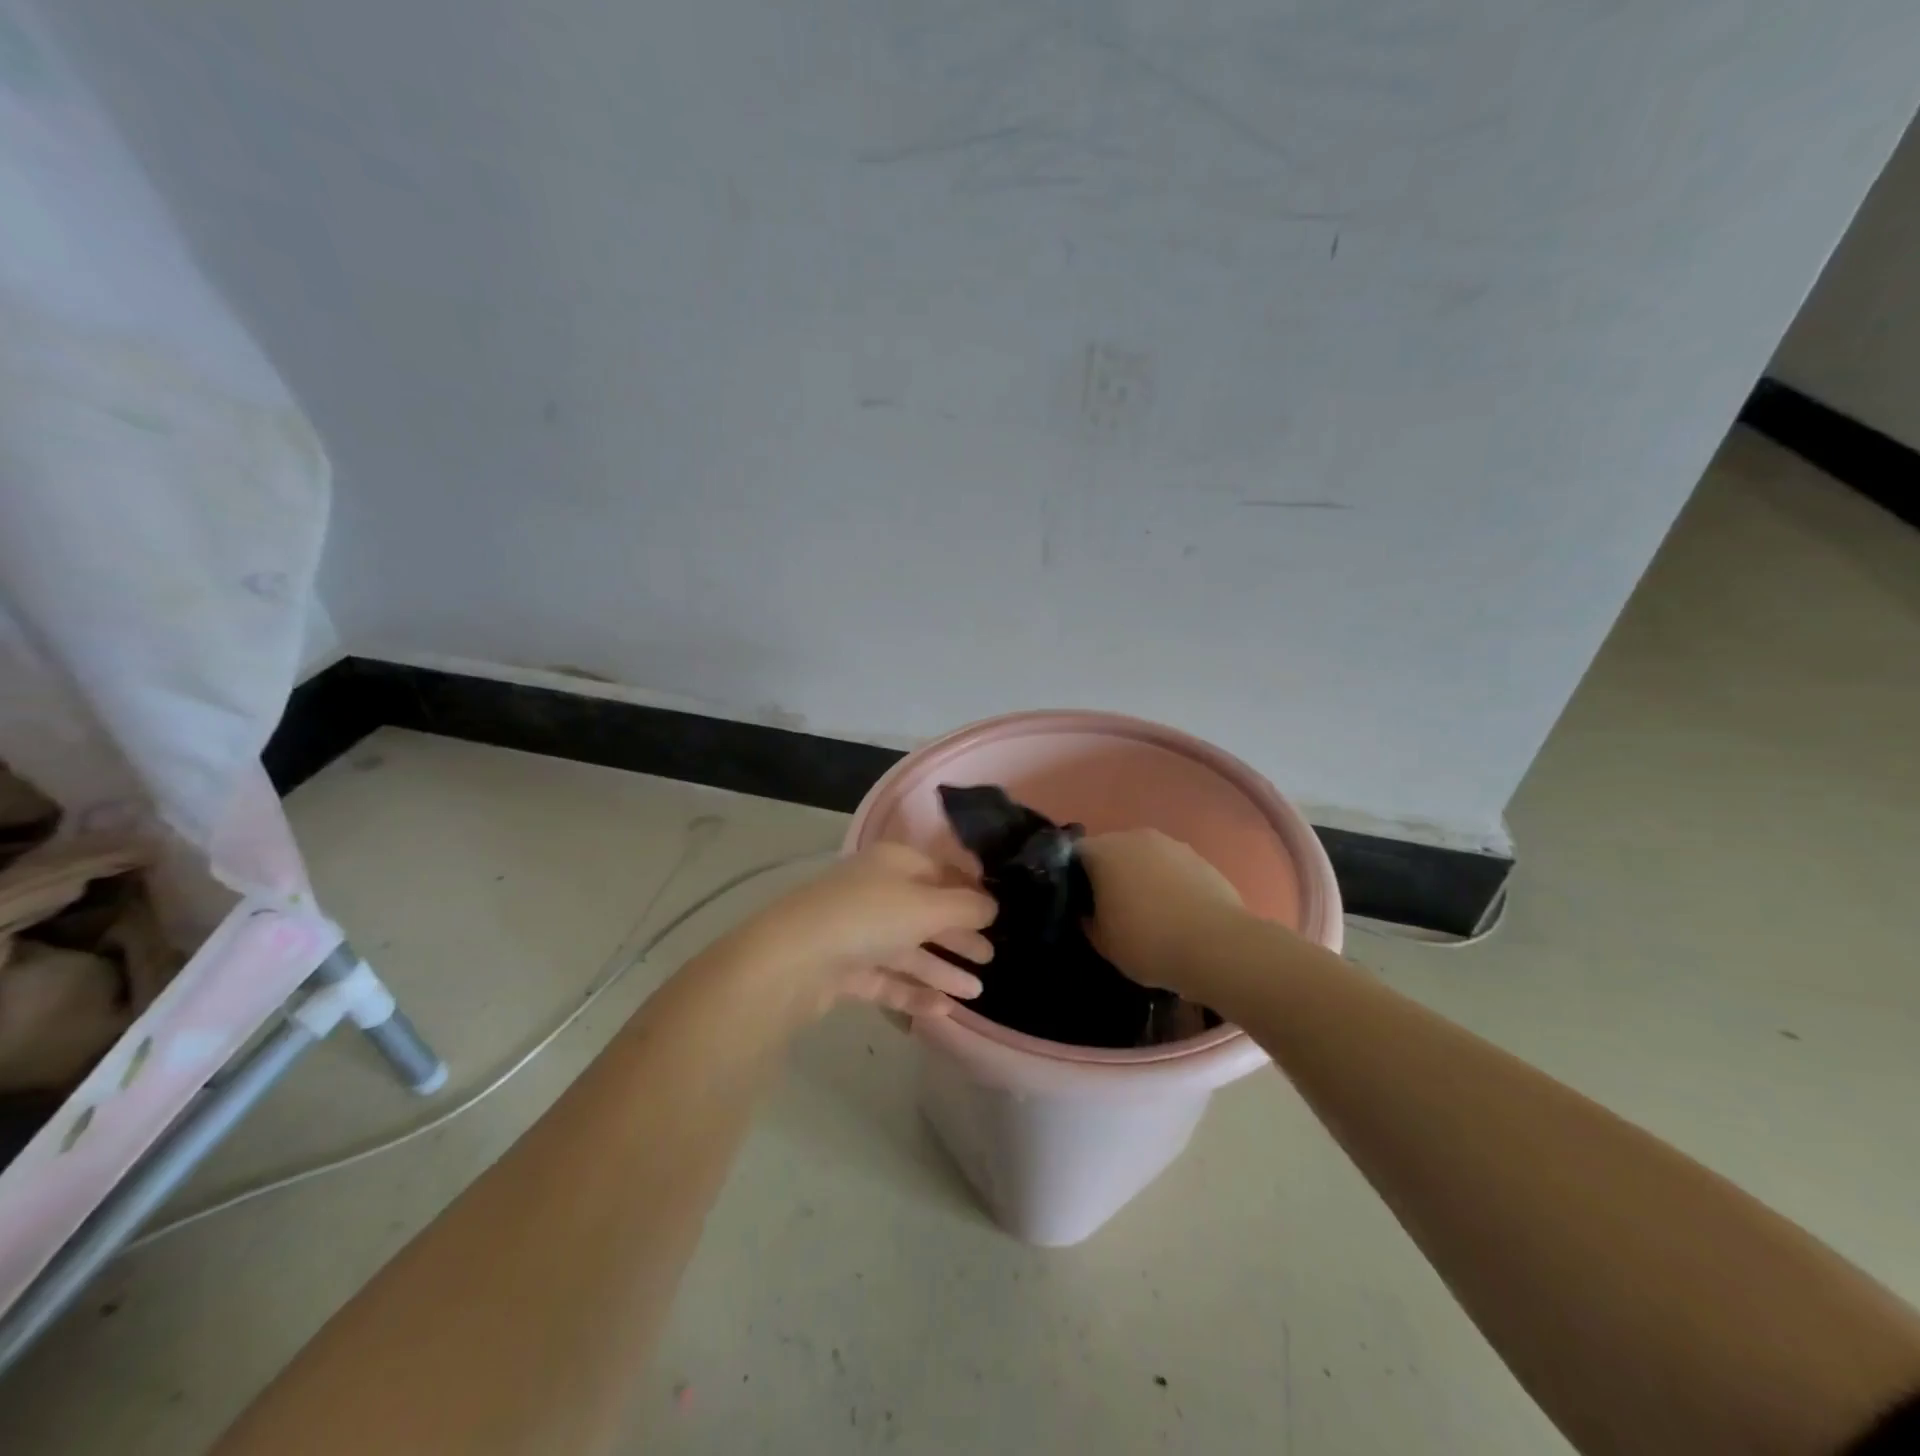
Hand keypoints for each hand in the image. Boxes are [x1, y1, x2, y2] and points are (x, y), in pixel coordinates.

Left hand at [723, 842, 995, 1024]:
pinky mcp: (844, 969)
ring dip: (942, 967)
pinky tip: (945, 1010)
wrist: (793, 960)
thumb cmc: (868, 917)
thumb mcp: (927, 906)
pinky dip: (915, 991)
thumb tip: (992, 907)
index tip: (999, 913)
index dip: (970, 890)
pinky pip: (888, 978)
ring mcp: (857, 932)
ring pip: (908, 948)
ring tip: (977, 991)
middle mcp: (875, 892)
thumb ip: (966, 906)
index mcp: (894, 863)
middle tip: (992, 956)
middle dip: (959, 933)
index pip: (940, 871)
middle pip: (926, 911)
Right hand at [1078, 829, 1245, 996]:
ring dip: (1142, 877)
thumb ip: (1089, 921)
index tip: (1080, 903)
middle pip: (1113, 851)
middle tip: (1112, 908)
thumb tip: (1090, 912)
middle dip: (1110, 874)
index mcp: (1104, 851)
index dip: (1074, 877)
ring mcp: (1172, 845)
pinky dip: (1170, 884)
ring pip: (1146, 858)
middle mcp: (1135, 837)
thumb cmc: (1148, 941)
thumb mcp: (1103, 943)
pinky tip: (1177, 914)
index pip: (1076, 854)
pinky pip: (1174, 869)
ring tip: (1150, 912)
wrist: (1217, 946)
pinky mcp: (1201, 859)